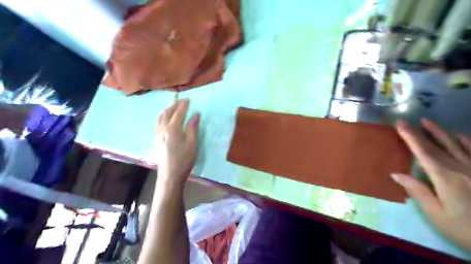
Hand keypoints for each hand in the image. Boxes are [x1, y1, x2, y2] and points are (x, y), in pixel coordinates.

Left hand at [155, 99, 198, 187]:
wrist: (170, 175)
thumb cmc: (184, 159)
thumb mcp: (193, 143)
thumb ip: (193, 127)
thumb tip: (196, 114)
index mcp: (173, 129)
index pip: (178, 113)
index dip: (184, 105)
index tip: (188, 99)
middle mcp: (163, 129)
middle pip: (167, 113)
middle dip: (175, 105)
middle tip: (182, 101)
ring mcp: (157, 134)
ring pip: (161, 117)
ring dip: (168, 110)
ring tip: (174, 107)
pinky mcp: (156, 139)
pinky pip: (158, 122)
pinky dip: (163, 116)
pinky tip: (166, 118)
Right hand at [392, 118, 470, 250]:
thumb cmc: (466, 229)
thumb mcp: (436, 214)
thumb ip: (417, 191)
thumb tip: (396, 174)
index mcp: (445, 177)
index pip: (423, 152)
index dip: (410, 137)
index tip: (400, 125)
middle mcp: (461, 168)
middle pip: (437, 146)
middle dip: (419, 132)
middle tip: (407, 121)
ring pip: (456, 144)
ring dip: (440, 132)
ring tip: (428, 122)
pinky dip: (465, 141)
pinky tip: (459, 135)